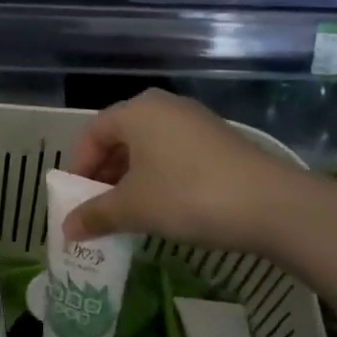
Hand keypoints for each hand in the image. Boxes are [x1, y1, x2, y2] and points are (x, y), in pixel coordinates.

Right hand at [64, 89, 300, 250]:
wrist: (270, 204)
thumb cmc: (187, 196)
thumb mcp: (134, 208)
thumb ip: (95, 215)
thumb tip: (66, 231)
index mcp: (136, 111)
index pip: (92, 133)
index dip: (79, 166)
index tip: (78, 199)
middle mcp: (162, 105)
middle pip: (120, 136)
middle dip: (105, 172)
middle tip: (100, 205)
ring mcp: (194, 119)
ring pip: (148, 144)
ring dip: (132, 175)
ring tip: (130, 209)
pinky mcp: (218, 138)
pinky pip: (174, 151)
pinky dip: (159, 173)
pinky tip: (165, 204)